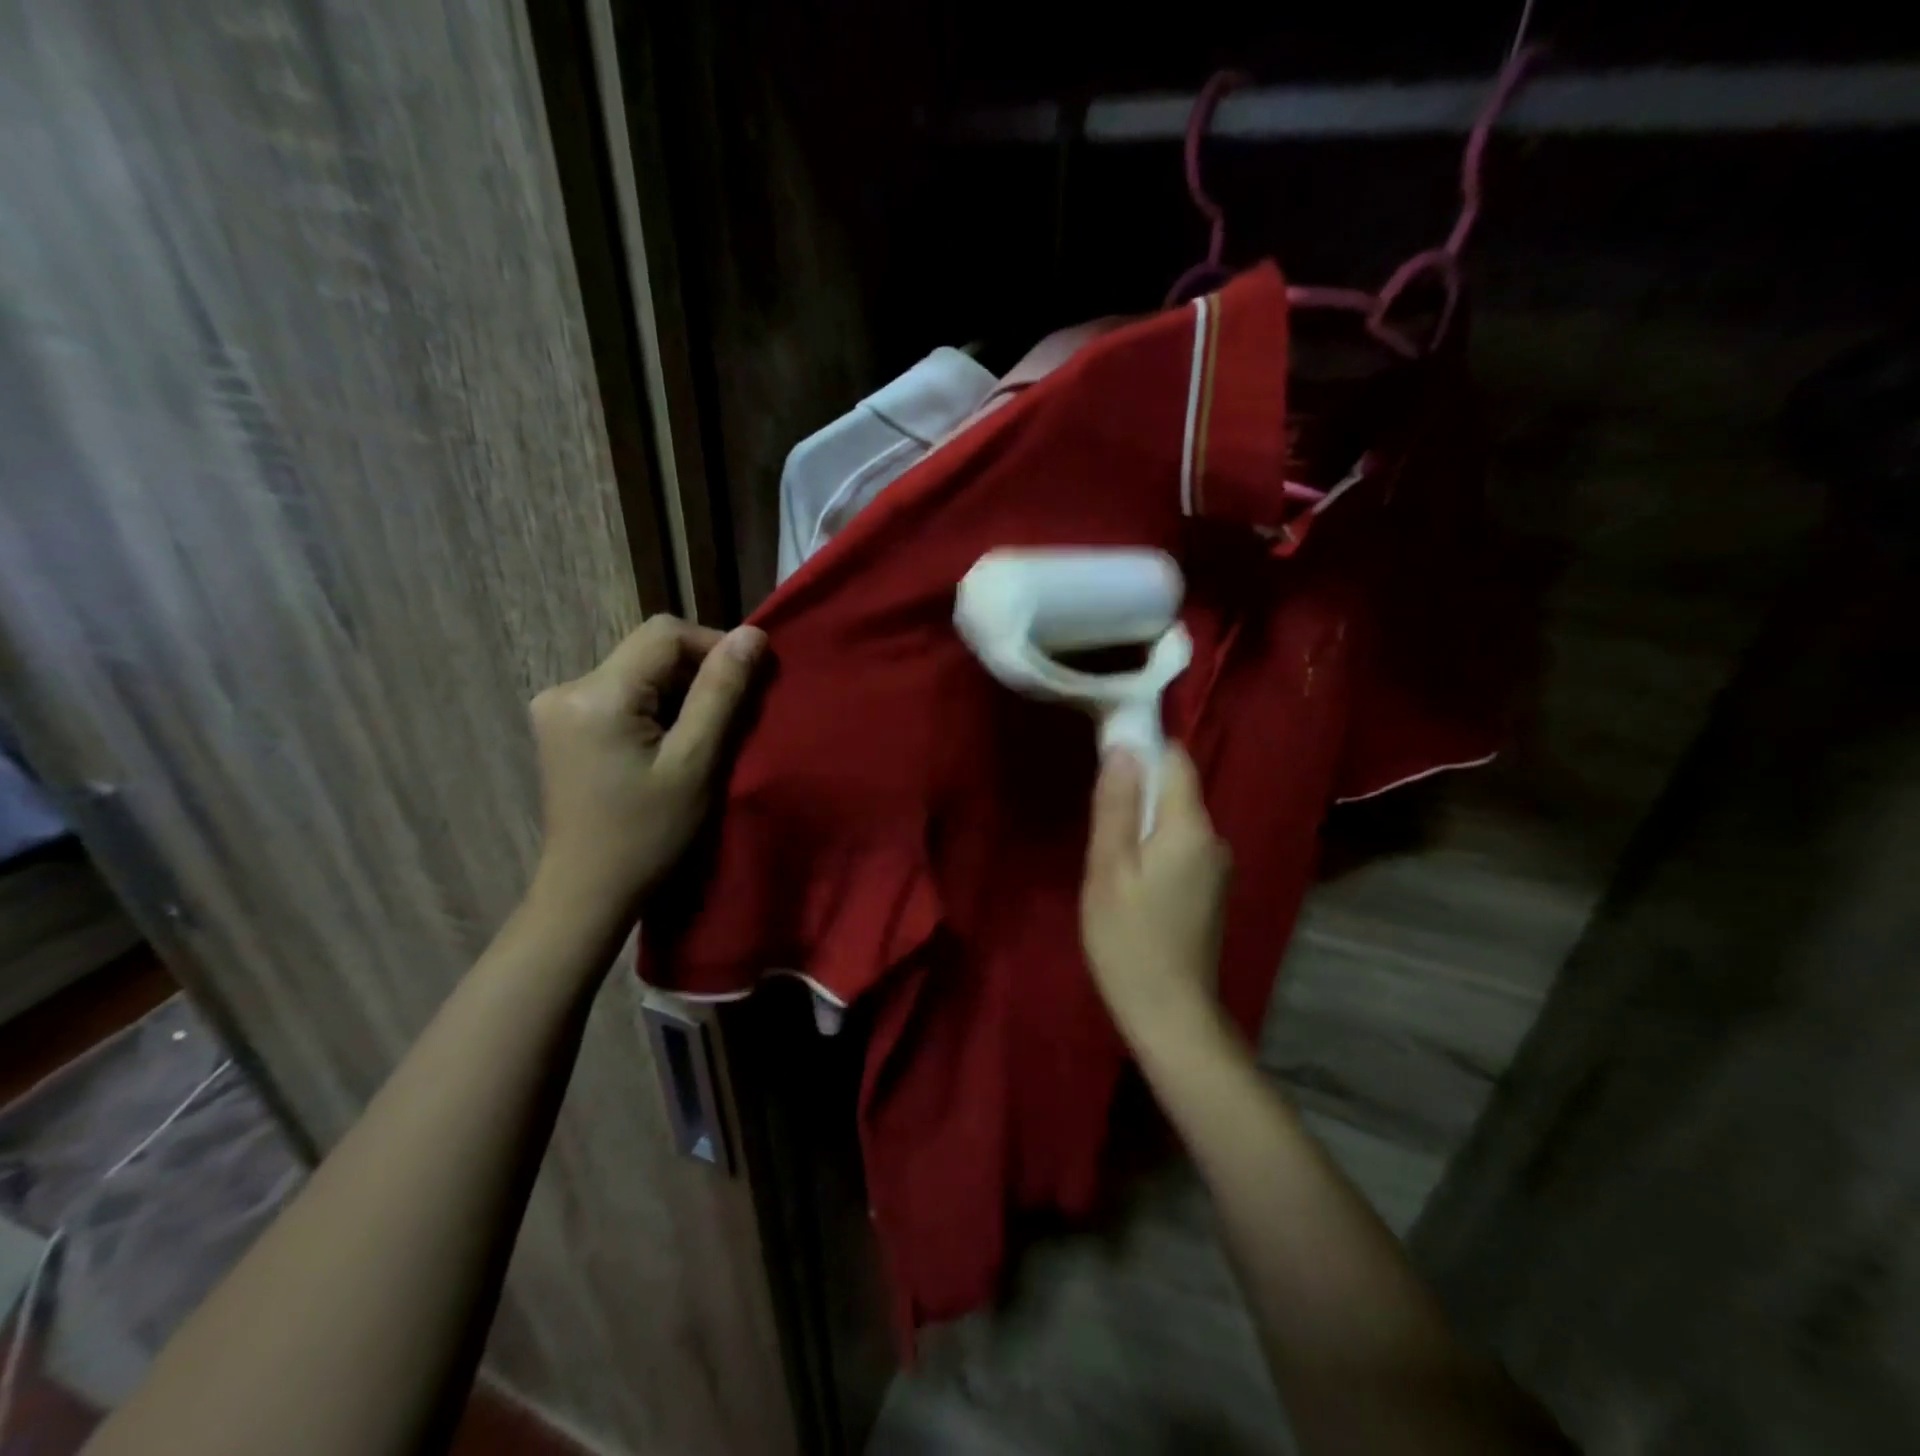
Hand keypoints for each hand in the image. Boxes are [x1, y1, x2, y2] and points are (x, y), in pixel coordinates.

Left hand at [528, 615, 765, 918]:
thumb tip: (753, 634)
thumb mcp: (695, 763)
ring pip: (638, 670)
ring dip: (678, 692)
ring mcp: (558, 705)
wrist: (588, 891)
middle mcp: (567, 687)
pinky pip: (621, 692)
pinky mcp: (562, 723)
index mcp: (597, 694)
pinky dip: (655, 706)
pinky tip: (667, 743)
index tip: (746, 685)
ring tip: (701, 736)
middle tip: (728, 719)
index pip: (666, 634)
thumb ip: (722, 693)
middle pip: (649, 650)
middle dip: (697, 673)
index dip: (714, 646)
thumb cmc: (648, 835)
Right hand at [1080, 746, 1231, 1044]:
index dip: (1141, 747)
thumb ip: (1115, 804)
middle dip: (1135, 792)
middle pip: (1174, 790)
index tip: (1105, 756)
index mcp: (1190, 825)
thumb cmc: (1129, 939)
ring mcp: (1217, 868)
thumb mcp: (1108, 868)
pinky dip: (1153, 850)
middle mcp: (1214, 837)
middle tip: (1096, 822)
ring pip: (1174, 822)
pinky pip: (1179, 849)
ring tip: (1108, 859)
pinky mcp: (1211, 892)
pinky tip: (1130, 884)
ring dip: (1141, 825)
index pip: (1174, 759)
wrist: (1172, 1015)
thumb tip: (1124, 746)